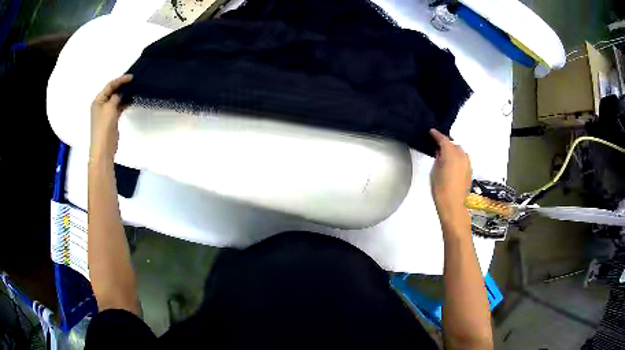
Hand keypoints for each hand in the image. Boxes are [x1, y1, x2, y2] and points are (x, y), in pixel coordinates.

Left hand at [90, 75, 132, 162]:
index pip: (110, 86)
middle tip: (133, 82)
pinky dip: (124, 103)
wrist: (103, 148)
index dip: (120, 80)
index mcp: (98, 101)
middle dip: (122, 86)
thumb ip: (116, 98)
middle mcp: (101, 105)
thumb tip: (120, 93)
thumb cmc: (104, 127)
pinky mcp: (111, 119)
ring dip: (124, 94)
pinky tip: (131, 100)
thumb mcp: (110, 108)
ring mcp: (106, 113)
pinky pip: (118, 107)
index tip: (131, 77)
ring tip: (134, 90)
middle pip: (112, 91)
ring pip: (116, 99)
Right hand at [429, 129, 471, 220]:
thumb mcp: (435, 171)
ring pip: (459, 152)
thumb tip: (440, 152)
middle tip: (437, 146)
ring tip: (445, 156)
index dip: (436, 134)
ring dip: (453, 151)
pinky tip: (452, 165)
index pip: (443, 139)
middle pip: (453, 144)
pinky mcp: (470, 171)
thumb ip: (438, 158)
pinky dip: (457, 159)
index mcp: (451, 152)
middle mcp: (461, 155)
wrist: (453, 205)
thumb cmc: (440, 188)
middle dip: (446, 143)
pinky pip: (463, 160)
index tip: (431, 131)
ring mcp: (467, 163)